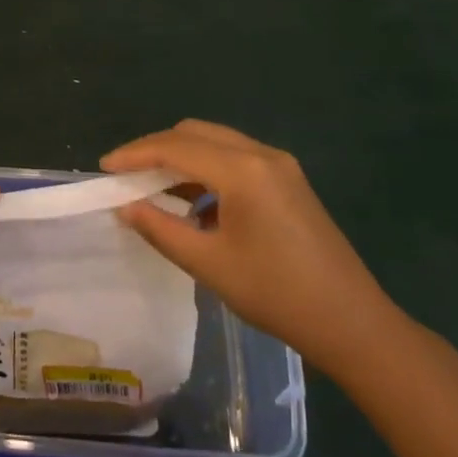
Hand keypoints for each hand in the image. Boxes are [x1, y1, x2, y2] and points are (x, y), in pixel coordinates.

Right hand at [102, 119, 402, 380]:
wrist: (353, 323)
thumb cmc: (277, 295)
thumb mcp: (209, 264)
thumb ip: (161, 229)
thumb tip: (125, 207)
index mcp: (242, 170)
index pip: (175, 147)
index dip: (135, 154)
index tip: (104, 168)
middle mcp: (261, 154)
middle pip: (195, 133)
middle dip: (156, 149)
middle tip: (126, 175)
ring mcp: (280, 165)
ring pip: (216, 142)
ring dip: (182, 158)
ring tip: (153, 189)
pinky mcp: (289, 180)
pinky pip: (236, 159)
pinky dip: (207, 170)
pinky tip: (195, 204)